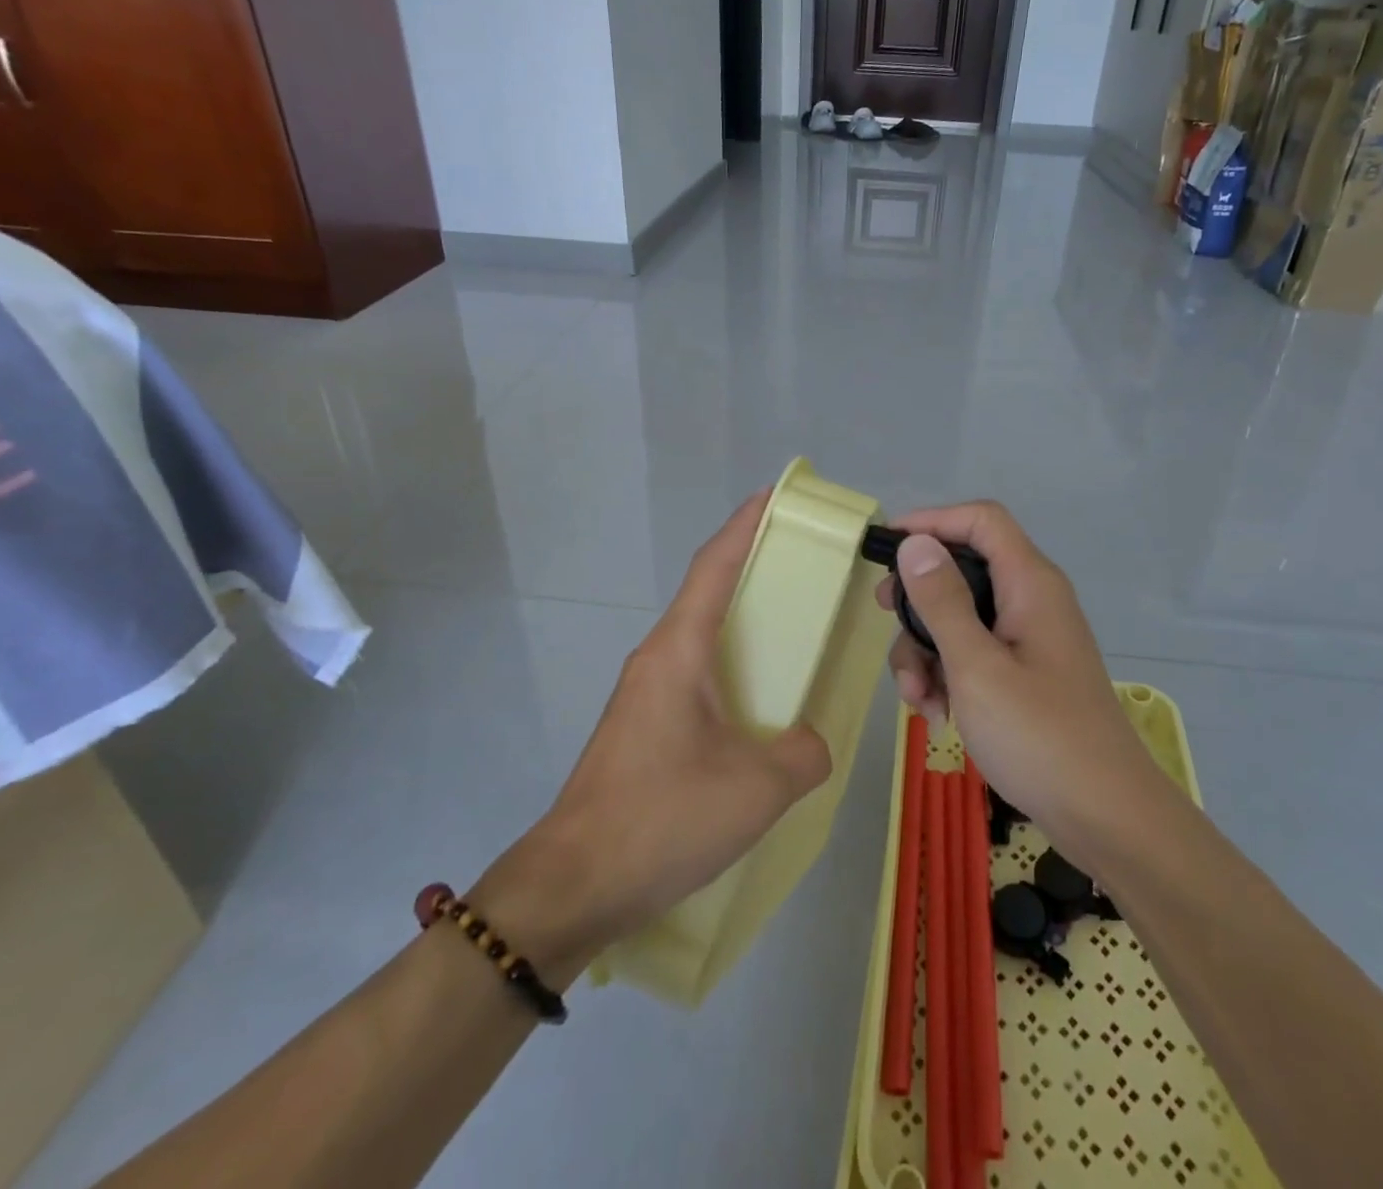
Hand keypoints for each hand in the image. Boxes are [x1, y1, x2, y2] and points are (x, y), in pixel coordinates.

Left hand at [473, 493, 831, 982]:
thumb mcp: (758, 787)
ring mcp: (643, 695)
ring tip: (790, 634)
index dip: (744, 526)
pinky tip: (757, 707)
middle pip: (707, 594)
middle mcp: (656, 659)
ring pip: (700, 640)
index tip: (774, 498)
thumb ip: (804, 753)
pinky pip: (695, 679)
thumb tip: (809, 742)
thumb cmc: (663, 817)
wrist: (573, 885)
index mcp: (678, 650)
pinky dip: (730, 672)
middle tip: (804, 567)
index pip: (714, 566)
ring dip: (741, 626)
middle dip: (752, 570)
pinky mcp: (641, 730)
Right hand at [876, 501, 1170, 876]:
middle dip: (919, 601)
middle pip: (963, 572)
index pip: (981, 520)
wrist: (1106, 818)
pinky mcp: (1024, 674)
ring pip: (960, 618)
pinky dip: (948, 675)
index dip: (932, 521)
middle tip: (886, 620)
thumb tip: (916, 543)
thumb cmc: (1039, 736)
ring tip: (918, 700)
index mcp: (1029, 584)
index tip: (887, 547)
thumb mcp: (976, 666)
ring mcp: (1028, 640)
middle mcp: (1031, 601)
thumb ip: (942, 601)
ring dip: (927, 651)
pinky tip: (938, 715)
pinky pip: (974, 653)